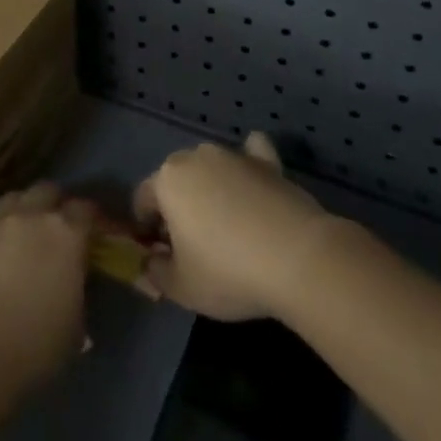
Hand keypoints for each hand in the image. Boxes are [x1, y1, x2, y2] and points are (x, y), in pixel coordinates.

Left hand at [0, 182, 94, 425]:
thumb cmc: (35, 346)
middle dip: (57, 204)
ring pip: (14, 199)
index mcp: (65, 233)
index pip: (86, 208)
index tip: (98, 233)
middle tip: (62, 228)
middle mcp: (30, 218)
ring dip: (25, 209)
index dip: (94, 219)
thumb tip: (72, 288)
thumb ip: (77, 293)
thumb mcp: (75, 326)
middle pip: (47, 191)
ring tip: (28, 233)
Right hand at [133, 133, 335, 320]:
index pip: (142, 200)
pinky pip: (251, 154)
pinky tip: (253, 181)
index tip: (161, 256)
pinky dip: (248, 164)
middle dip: (176, 207)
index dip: (146, 230)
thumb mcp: (180, 287)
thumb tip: (152, 261)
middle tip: (191, 245)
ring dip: (210, 189)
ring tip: (226, 226)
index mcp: (166, 180)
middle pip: (175, 180)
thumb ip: (155, 272)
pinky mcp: (268, 162)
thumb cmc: (227, 271)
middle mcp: (195, 157)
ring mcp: (234, 155)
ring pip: (210, 168)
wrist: (298, 258)